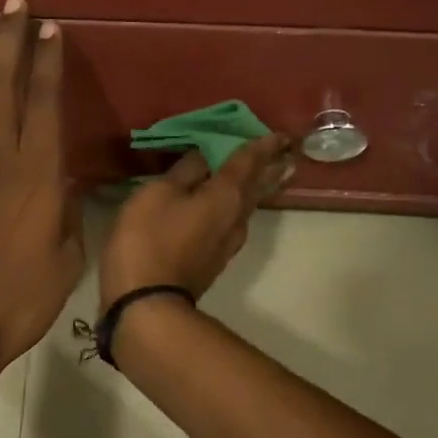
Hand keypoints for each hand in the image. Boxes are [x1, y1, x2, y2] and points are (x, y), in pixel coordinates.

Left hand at [0, 0, 83, 385]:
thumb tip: (61, 182)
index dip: (48, 62)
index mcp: (37, 174)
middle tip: (15, 6)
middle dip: (10, 41)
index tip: (50, 29)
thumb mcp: (66, 256)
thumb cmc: (21, 298)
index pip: (45, 103)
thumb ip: (66, 210)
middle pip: (3, 86)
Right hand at [99, 134, 294, 308]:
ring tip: (272, 173)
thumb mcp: (158, 194)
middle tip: (289, 152)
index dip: (262, 145)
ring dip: (262, 187)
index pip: (248, 162)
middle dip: (272, 167)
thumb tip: (205, 155)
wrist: (148, 304)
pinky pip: (236, 220)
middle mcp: (236, 216)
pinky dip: (241, 204)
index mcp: (225, 194)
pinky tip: (236, 204)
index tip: (281, 134)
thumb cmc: (149, 240)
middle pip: (258, 186)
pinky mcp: (216, 259)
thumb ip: (184, 171)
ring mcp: (228, 242)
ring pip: (249, 205)